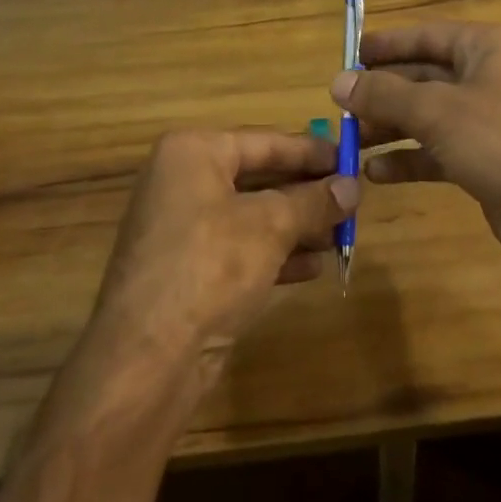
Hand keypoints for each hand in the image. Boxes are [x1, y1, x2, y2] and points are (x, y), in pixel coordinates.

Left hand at [92, 129, 359, 367]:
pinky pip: (240, 248)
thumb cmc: (210, 266)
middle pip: (259, 177)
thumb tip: (352, 185)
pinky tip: (315, 266)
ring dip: (297, 225)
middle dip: (306, 192)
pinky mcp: (186, 270)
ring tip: (342, 234)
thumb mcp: (271, 226)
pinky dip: (275, 253)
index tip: (351, 157)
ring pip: (252, 215)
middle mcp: (182, 181)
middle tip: (352, 199)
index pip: (265, 142)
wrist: (148, 359)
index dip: (312, 151)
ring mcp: (181, 228)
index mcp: (193, 152)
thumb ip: (314, 201)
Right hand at [332, 22, 500, 283]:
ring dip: (390, 127)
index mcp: (487, 48)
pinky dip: (409, 158)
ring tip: (349, 141)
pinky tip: (376, 173)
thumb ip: (385, 95)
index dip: (387, 45)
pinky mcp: (487, 161)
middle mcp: (489, 77)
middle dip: (383, 92)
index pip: (427, 36)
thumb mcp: (438, 111)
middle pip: (424, 76)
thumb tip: (338, 82)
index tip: (348, 55)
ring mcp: (489, 121)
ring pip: (428, 116)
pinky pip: (438, 150)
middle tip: (339, 106)